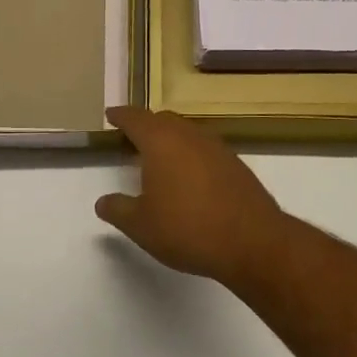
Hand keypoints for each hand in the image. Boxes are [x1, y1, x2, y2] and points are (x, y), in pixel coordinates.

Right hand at [95, 106, 289, 286]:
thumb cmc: (187, 229)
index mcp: (161, 142)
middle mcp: (189, 136)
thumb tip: (103, 202)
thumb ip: (118, 210)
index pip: (135, 119)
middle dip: (146, 125)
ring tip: (158, 157)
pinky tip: (189, 176)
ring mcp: (216, 148)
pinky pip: (204, 149)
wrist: (252, 241)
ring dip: (170, 138)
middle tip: (132, 137)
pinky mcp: (235, 164)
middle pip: (163, 120)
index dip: (121, 116)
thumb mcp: (141, 226)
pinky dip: (190, 154)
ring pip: (186, 132)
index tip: (111, 115)